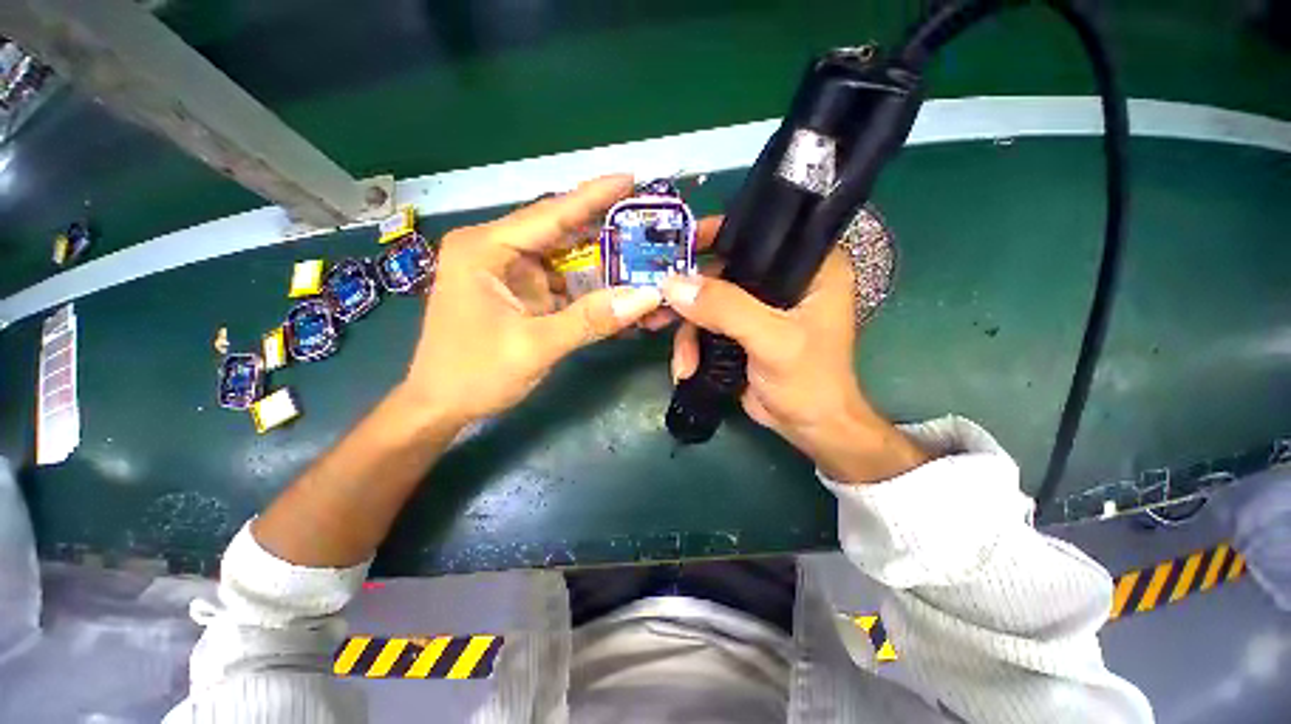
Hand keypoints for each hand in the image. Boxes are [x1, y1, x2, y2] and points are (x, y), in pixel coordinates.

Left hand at [402, 175, 662, 428]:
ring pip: (565, 261)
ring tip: (641, 264)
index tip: (631, 179)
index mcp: (486, 249)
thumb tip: (645, 297)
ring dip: (602, 268)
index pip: (550, 214)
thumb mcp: (535, 346)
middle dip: (604, 233)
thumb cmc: (474, 374)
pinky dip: (589, 292)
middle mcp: (496, 251)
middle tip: (647, 227)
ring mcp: (509, 273)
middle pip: (561, 233)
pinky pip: (562, 285)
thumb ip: (591, 320)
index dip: (593, 196)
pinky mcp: (520, 294)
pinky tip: (617, 296)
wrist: (441, 408)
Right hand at [660, 247, 928, 483]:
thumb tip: (672, 284)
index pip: (761, 233)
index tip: (679, 243)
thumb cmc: (808, 381)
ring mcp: (757, 307)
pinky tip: (688, 368)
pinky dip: (692, 345)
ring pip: (707, 302)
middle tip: (658, 306)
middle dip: (689, 293)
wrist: (808, 427)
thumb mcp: (771, 341)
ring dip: (688, 332)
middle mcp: (783, 280)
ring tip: (683, 361)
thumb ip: (726, 309)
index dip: (718, 233)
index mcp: (809, 267)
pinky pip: (705, 325)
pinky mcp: (740, 330)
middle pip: (723, 269)